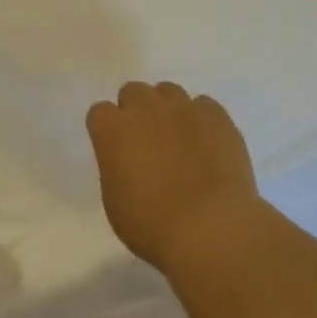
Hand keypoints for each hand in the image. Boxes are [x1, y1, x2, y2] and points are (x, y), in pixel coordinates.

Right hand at [86, 82, 260, 270]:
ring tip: (179, 139)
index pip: (100, 113)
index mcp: (113, 130)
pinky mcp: (217, 115)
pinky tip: (207, 144)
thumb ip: (116, 168)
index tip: (116, 150)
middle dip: (136, 111)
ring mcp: (184, 108)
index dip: (107, 130)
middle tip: (146, 141)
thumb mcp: (114, 201)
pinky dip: (201, 120)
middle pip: (133, 92)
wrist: (211, 226)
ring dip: (168, 110)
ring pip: (169, 92)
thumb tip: (129, 161)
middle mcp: (145, 108)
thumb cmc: (152, 224)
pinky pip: (203, 105)